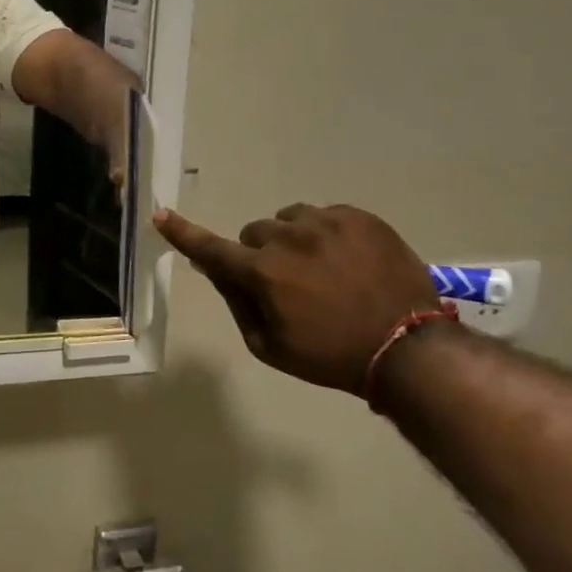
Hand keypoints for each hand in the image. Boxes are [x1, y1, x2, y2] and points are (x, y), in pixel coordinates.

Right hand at [153, 203, 440, 391]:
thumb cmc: (333, 356)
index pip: (211, 249)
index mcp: (263, 272)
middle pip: (255, 233)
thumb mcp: (272, 347)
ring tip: (323, 269)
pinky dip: (327, 233)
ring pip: (290, 219)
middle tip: (288, 283)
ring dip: (294, 239)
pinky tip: (349, 261)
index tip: (161, 214)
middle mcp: (287, 238)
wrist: (410, 348)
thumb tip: (217, 272)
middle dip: (262, 254)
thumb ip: (238, 305)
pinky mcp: (358, 216)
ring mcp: (325, 222)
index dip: (183, 233)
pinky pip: (326, 215)